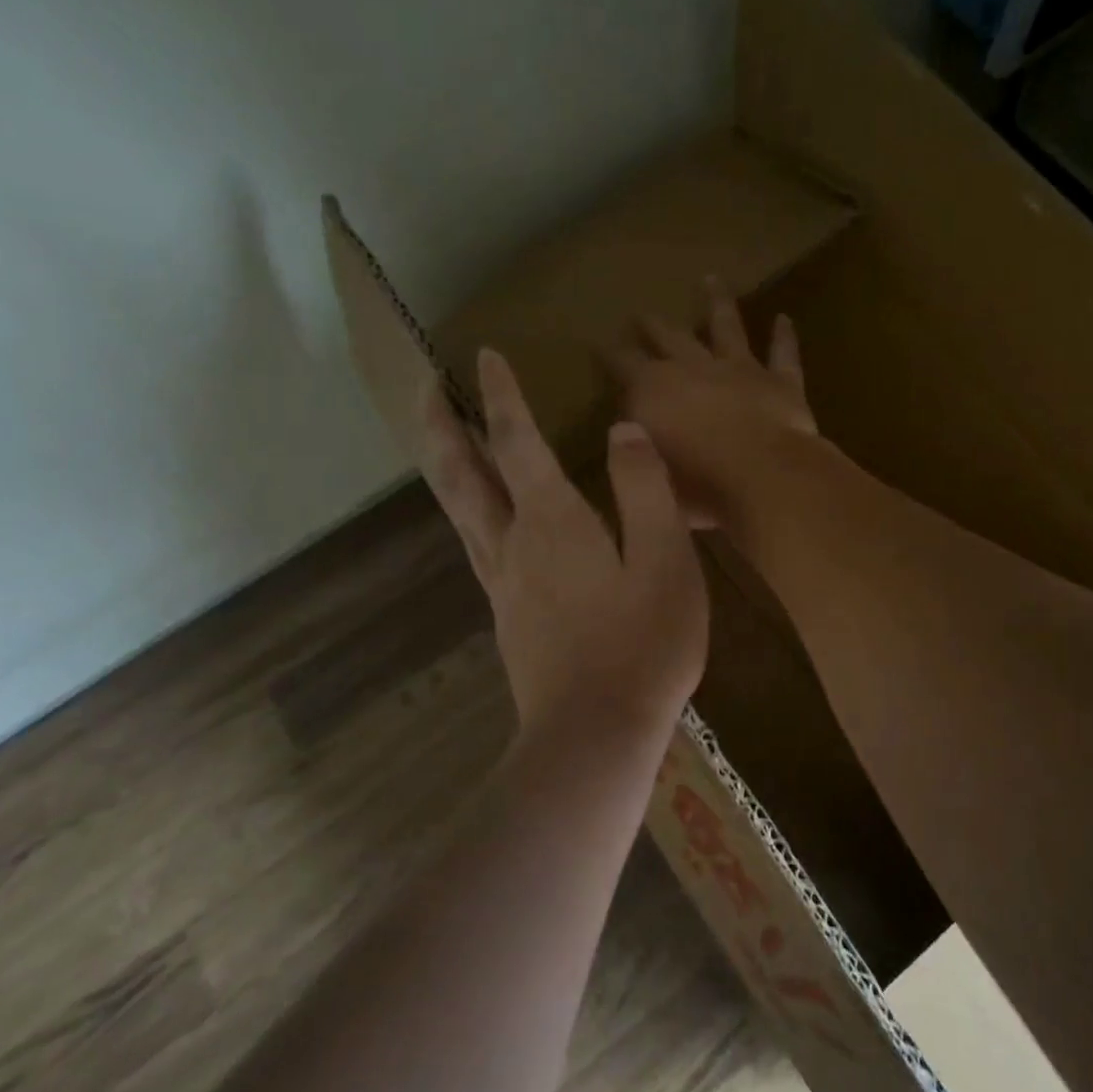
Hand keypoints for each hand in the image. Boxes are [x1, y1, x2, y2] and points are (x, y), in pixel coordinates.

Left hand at [419, 349, 707, 741]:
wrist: (596, 736)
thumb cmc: (643, 644)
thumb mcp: (667, 558)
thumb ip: (645, 489)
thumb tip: (623, 432)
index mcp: (552, 521)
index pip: (517, 441)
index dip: (501, 395)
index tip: (484, 355)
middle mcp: (514, 544)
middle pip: (461, 474)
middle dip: (440, 425)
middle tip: (424, 387)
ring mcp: (504, 584)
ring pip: (459, 511)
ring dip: (445, 465)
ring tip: (442, 438)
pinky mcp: (508, 617)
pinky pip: (477, 545)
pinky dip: (468, 510)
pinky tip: (484, 517)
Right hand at [610, 278, 821, 531]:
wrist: (764, 475)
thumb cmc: (697, 484)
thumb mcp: (648, 470)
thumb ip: (637, 446)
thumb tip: (629, 431)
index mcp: (654, 389)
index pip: (623, 364)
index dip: (610, 355)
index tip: (598, 345)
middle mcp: (694, 368)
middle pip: (670, 337)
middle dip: (653, 325)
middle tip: (642, 312)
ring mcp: (740, 370)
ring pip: (727, 327)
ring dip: (717, 303)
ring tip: (711, 280)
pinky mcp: (780, 382)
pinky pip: (782, 354)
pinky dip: (783, 337)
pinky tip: (784, 319)